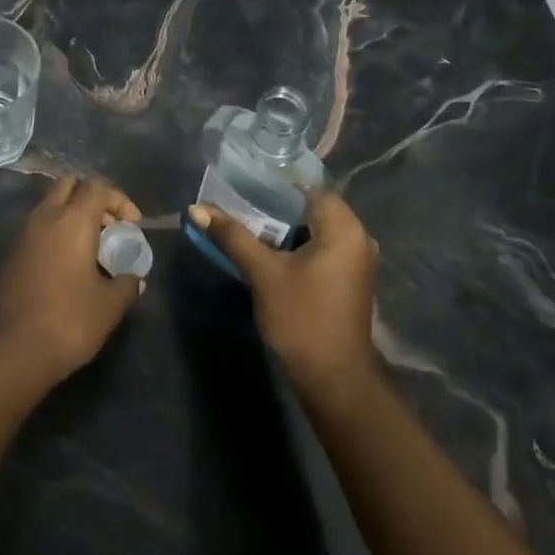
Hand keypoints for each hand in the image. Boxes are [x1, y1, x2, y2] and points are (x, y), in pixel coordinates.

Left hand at [0, 176, 144, 386]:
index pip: (98, 188)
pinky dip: (55, 235)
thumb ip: (127, 284)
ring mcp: (23, 236)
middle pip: (68, 185)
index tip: (134, 225)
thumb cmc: (71, 320)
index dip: (120, 200)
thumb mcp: (110, 305)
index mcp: (72, 221)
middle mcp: (45, 218)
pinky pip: (37, 230)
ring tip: (91, 248)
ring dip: (71, 216)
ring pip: (49, 207)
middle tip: (108, 226)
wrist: (16, 351)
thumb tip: (134, 279)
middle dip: (91, 198)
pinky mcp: (11, 256)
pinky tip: (67, 267)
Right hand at [188, 190, 380, 396]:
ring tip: (242, 216)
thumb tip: (197, 208)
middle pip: (311, 206)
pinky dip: (293, 243)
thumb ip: (233, 236)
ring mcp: (354, 260)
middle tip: (235, 195)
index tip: (243, 174)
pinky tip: (263, 246)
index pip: (310, 185)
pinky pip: (318, 247)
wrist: (333, 381)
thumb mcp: (263, 274)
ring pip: (313, 229)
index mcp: (345, 228)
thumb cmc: (302, 319)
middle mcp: (357, 238)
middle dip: (274, 202)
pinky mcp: (346, 279)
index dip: (276, 179)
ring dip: (281, 225)